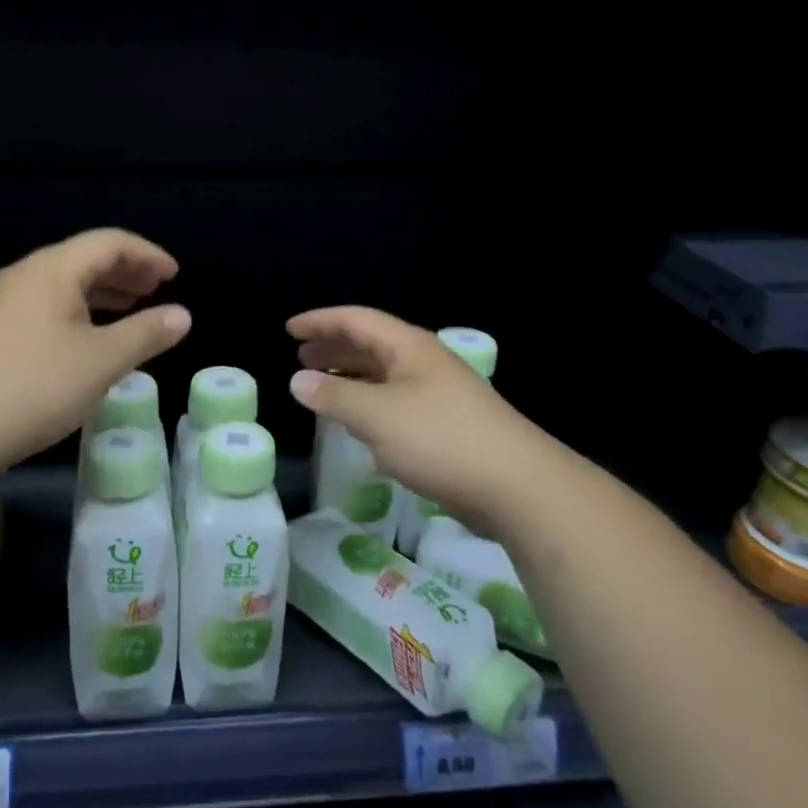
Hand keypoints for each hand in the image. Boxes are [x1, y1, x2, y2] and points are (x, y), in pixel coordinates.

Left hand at [0, 229, 191, 468]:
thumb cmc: (36, 387)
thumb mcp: (102, 361)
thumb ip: (146, 334)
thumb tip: (182, 315)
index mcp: (52, 270)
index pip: (109, 242)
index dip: (147, 254)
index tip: (175, 275)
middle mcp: (26, 275)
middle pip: (85, 258)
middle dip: (127, 270)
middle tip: (159, 288)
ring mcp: (5, 302)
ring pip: (65, 283)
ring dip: (104, 291)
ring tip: (134, 308)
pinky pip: (49, 304)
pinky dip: (81, 310)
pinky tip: (92, 336)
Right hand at [288, 306, 530, 515]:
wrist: (518, 487)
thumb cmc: (441, 440)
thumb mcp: (377, 416)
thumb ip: (334, 397)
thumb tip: (297, 380)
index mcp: (409, 348)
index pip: (358, 320)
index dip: (321, 321)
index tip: (289, 329)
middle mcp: (424, 363)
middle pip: (371, 344)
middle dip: (334, 347)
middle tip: (301, 357)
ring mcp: (438, 394)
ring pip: (384, 375)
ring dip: (350, 377)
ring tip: (321, 386)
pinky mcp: (446, 426)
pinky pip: (395, 403)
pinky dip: (368, 405)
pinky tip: (357, 423)